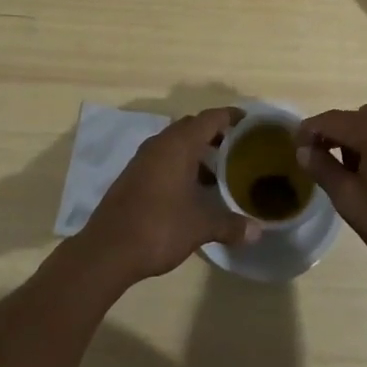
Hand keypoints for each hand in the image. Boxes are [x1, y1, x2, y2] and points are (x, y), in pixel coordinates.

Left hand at [76, 108, 259, 284]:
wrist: (108, 249)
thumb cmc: (159, 227)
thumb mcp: (200, 226)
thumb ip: (230, 225)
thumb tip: (257, 231)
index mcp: (179, 144)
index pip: (211, 118)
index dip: (231, 117)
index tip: (250, 122)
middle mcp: (161, 143)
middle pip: (193, 127)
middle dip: (215, 134)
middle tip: (238, 149)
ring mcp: (144, 158)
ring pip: (176, 143)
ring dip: (197, 152)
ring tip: (219, 173)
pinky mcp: (134, 175)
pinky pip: (164, 158)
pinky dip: (181, 165)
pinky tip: (192, 190)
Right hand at [296, 104, 366, 289]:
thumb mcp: (353, 203)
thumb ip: (323, 169)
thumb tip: (304, 150)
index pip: (331, 120)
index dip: (309, 132)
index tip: (296, 148)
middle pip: (356, 120)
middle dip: (339, 140)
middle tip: (331, 172)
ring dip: (364, 143)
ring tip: (363, 179)